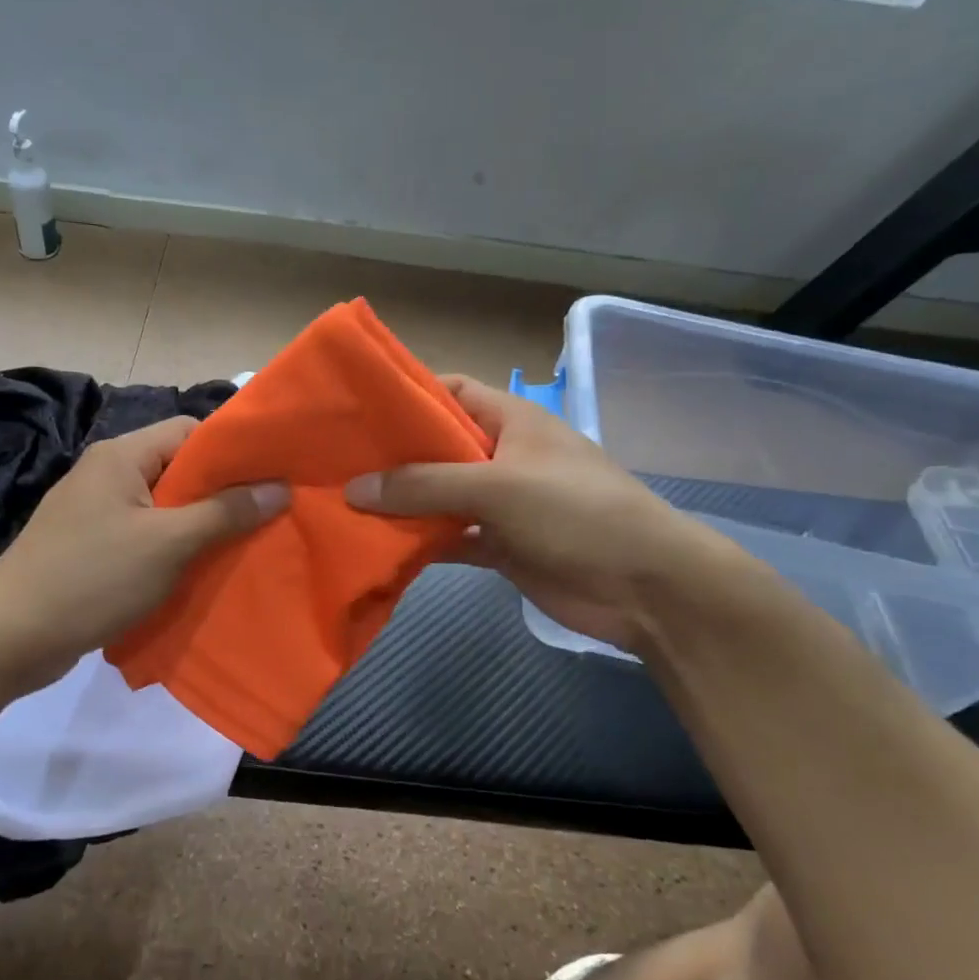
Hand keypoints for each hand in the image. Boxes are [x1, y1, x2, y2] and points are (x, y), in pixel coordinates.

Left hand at [0, 417, 287, 696]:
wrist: (10, 637)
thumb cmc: (93, 577)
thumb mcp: (169, 543)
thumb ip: (225, 512)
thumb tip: (279, 488)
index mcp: (121, 456)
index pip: (189, 432)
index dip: (231, 451)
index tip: (271, 477)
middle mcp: (106, 475)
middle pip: (178, 470)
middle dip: (221, 495)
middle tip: (266, 518)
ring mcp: (95, 513)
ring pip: (163, 508)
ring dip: (198, 527)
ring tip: (242, 548)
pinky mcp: (89, 548)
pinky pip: (144, 537)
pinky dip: (172, 550)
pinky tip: (198, 573)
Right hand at [346, 375, 736, 649]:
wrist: (644, 588)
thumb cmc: (576, 512)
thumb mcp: (497, 487)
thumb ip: (424, 486)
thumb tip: (353, 489)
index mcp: (512, 421)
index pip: (451, 392)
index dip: (407, 395)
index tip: (357, 409)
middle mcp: (503, 456)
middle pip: (437, 447)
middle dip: (392, 457)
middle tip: (334, 464)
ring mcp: (502, 503)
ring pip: (439, 496)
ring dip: (401, 504)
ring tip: (343, 506)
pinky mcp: (501, 545)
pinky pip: (450, 537)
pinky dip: (421, 542)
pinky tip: (381, 548)